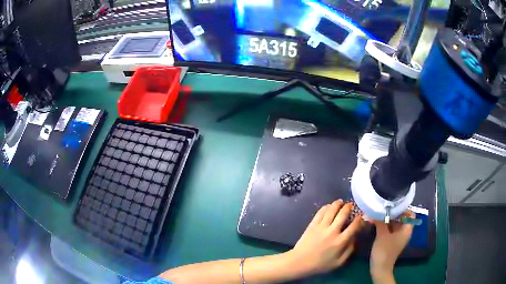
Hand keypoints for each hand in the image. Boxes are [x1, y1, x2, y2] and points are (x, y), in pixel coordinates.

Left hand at [287, 200, 362, 275]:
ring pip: (332, 210)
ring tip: (341, 202)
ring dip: (337, 204)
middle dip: (349, 207)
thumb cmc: (320, 264)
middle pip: (343, 214)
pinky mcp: (312, 224)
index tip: (361, 216)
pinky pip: (320, 212)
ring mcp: (321, 226)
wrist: (300, 262)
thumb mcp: (338, 262)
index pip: (354, 226)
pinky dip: (326, 207)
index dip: (359, 219)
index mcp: (341, 241)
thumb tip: (355, 238)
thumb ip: (349, 250)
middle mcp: (333, 231)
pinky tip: (329, 206)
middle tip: (351, 205)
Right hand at [370, 211, 414, 282]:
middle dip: (392, 213)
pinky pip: (390, 230)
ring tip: (378, 215)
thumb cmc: (384, 251)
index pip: (410, 215)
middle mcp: (404, 232)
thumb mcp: (382, 235)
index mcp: (407, 230)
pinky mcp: (391, 241)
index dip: (403, 209)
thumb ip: (380, 221)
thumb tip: (375, 211)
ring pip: (395, 224)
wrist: (380, 268)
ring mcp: (398, 237)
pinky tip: (376, 224)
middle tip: (382, 209)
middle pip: (401, 218)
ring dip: (387, 220)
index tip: (393, 206)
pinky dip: (385, 226)